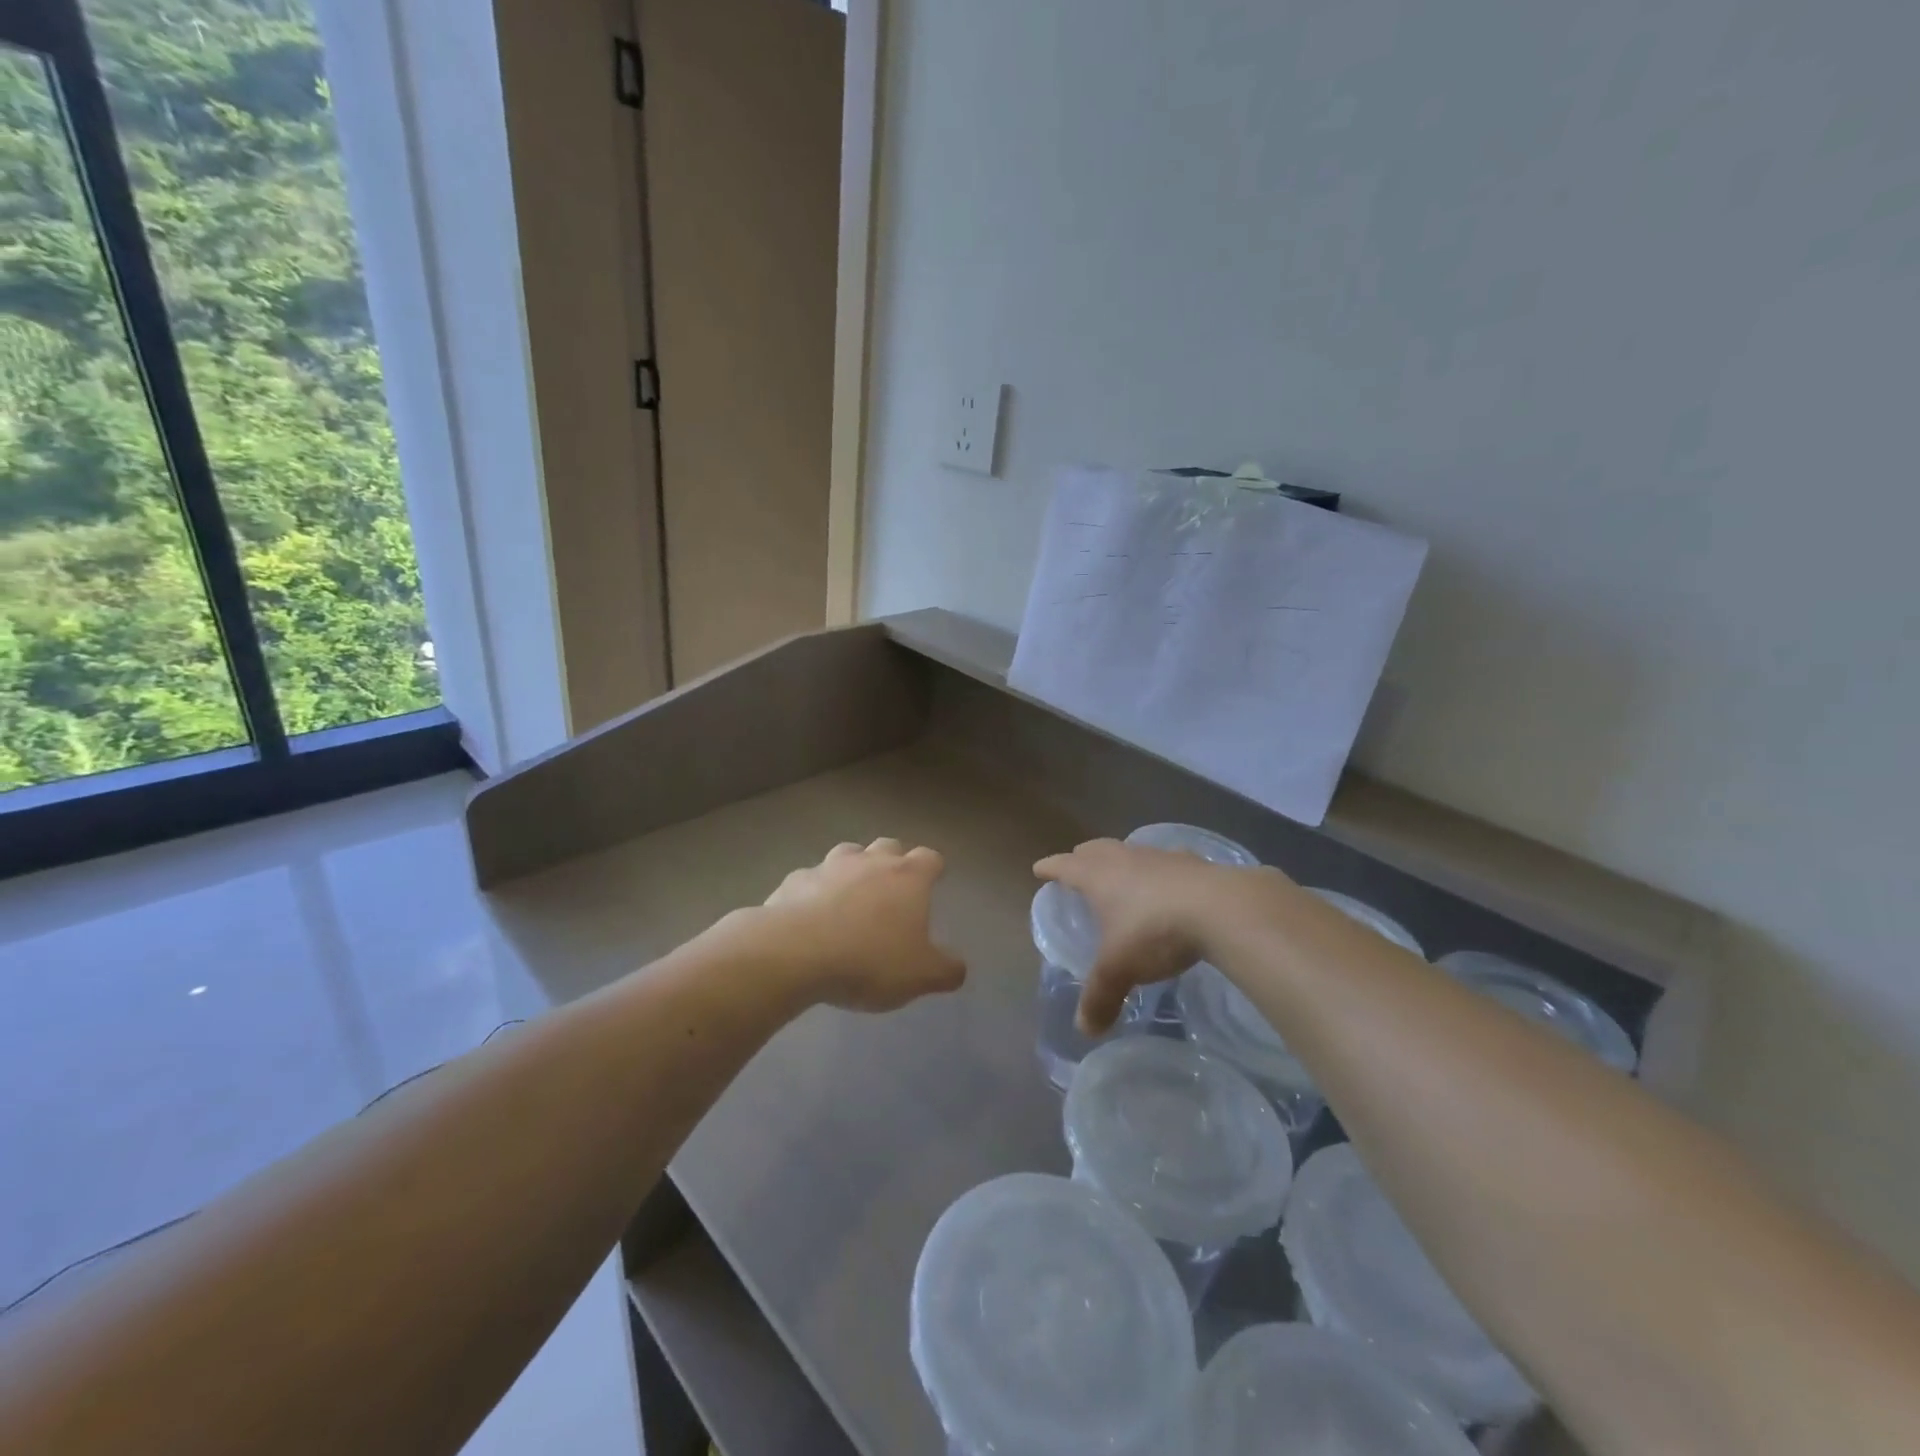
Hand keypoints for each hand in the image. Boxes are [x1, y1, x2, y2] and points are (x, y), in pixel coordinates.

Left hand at [760, 838, 966, 1011]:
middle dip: (894, 860)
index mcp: (908, 877)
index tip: (934, 880)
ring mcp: (829, 866)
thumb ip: (945, 970)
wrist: (794, 953)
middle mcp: (870, 862)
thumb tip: (958, 968)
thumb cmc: (869, 960)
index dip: (934, 868)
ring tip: (851, 896)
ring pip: (848, 853)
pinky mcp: (794, 880)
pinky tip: (810, 915)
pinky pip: (810, 879)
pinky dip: (815, 890)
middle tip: (893, 888)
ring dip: (853, 869)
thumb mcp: (920, 976)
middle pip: (889, 846)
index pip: (930, 858)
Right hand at [1034, 839, 1281, 1033]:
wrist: (1221, 909)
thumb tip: (1085, 1029)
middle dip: (1083, 856)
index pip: (1065, 866)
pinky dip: (1162, 869)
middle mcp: (1125, 859)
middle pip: (1097, 849)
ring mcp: (1161, 857)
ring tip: (1122, 872)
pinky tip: (1171, 881)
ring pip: (1132, 850)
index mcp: (1098, 877)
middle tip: (1077, 864)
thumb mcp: (1120, 969)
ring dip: (1122, 858)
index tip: (1039, 868)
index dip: (1050, 868)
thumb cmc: (1155, 932)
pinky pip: (1169, 861)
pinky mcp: (1194, 863)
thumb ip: (1100, 997)